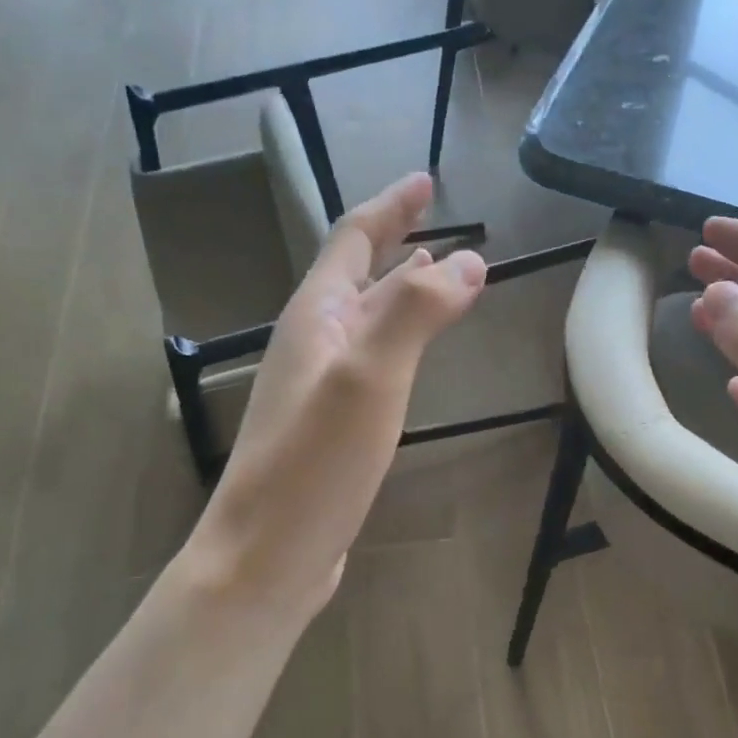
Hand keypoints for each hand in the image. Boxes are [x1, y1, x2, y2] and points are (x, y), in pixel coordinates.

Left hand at [190, 173, 485, 614]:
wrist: (266, 557)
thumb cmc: (314, 463)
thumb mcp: (370, 377)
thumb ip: (416, 312)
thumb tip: (470, 260)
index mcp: (316, 316)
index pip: (353, 239)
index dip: (390, 207)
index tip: (426, 180)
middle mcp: (314, 340)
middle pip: (358, 273)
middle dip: (397, 240)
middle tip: (437, 219)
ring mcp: (321, 383)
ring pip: (367, 317)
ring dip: (401, 287)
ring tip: (440, 271)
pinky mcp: (333, 422)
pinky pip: (374, 356)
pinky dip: (401, 335)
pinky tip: (417, 349)